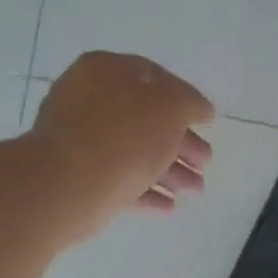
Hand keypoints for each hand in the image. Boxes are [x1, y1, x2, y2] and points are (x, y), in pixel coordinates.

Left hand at [31, 52, 214, 239]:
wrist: (69, 183)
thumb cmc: (124, 135)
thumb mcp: (171, 107)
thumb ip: (190, 103)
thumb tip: (200, 109)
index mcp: (107, 70)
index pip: (155, 78)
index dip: (186, 99)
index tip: (208, 123)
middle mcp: (90, 100)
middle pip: (146, 119)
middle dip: (182, 144)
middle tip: (205, 163)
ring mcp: (81, 141)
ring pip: (135, 152)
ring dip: (170, 172)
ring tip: (195, 192)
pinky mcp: (78, 177)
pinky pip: (119, 181)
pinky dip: (146, 192)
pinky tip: (169, 207)